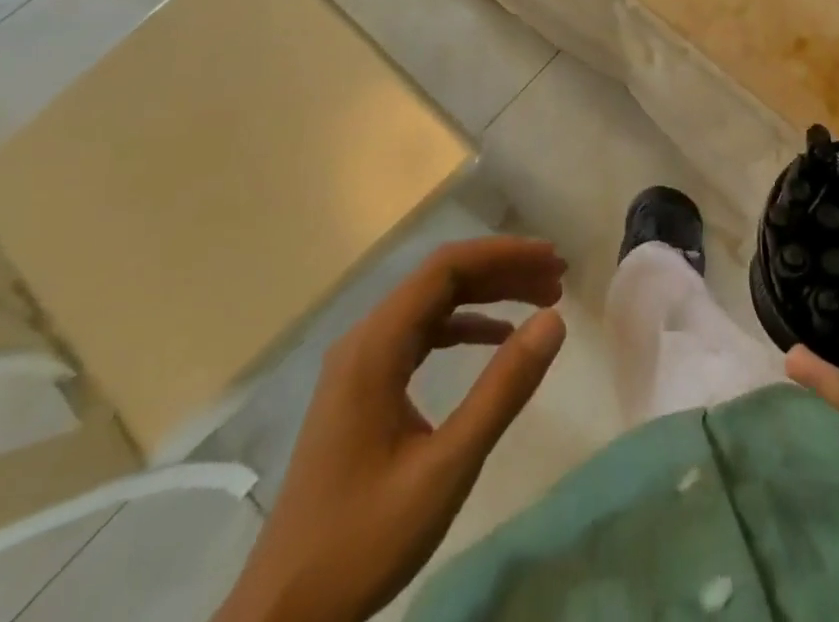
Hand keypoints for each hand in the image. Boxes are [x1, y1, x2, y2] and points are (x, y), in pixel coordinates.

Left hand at [217, 237, 567, 621]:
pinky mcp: (363, 390)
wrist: (282, 616)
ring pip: (433, 305)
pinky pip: (421, 336)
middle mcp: (364, 341)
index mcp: (375, 346)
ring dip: (487, 296)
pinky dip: (464, 327)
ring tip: (540, 300)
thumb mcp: (446, 466)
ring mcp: (360, 365)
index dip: (502, 253)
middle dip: (502, 271)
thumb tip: (554, 320)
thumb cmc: (363, 539)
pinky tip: (497, 339)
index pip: (445, 268)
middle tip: (556, 278)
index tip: (551, 258)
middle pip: (440, 280)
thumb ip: (502, 390)